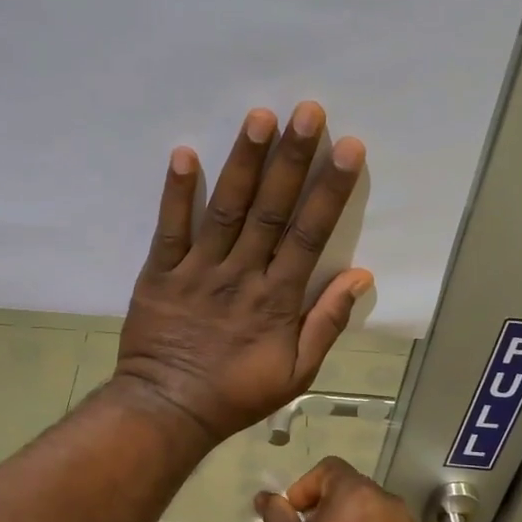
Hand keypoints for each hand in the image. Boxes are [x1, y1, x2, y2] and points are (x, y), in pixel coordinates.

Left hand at [114, 102, 371, 444]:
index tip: (348, 149)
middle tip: (307, 111)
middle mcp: (241, 275)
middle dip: (291, 159)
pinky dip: (176, 193)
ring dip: (243, 163)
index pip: (310, 235)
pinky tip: (184, 153)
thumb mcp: (297, 372)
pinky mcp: (160, 274)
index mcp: (277, 299)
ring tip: (258, 117)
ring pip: (226, 210)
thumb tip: (360, 276)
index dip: (330, 190)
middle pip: (271, 210)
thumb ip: (327, 323)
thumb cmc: (236, 393)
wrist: (168, 410)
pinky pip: (168, 229)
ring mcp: (198, 271)